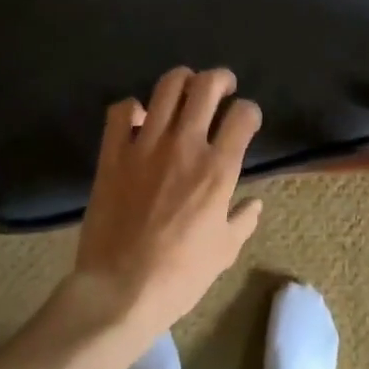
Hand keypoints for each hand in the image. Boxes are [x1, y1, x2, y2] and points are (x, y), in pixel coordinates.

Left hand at [70, 66, 263, 339]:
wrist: (120, 290)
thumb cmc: (179, 275)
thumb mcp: (224, 252)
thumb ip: (243, 220)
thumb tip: (255, 203)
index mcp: (218, 169)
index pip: (244, 115)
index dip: (250, 111)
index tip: (246, 120)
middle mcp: (185, 146)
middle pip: (207, 86)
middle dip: (220, 79)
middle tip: (222, 87)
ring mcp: (146, 145)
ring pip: (167, 87)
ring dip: (181, 81)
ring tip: (185, 90)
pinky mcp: (113, 154)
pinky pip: (120, 112)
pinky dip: (130, 108)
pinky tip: (138, 118)